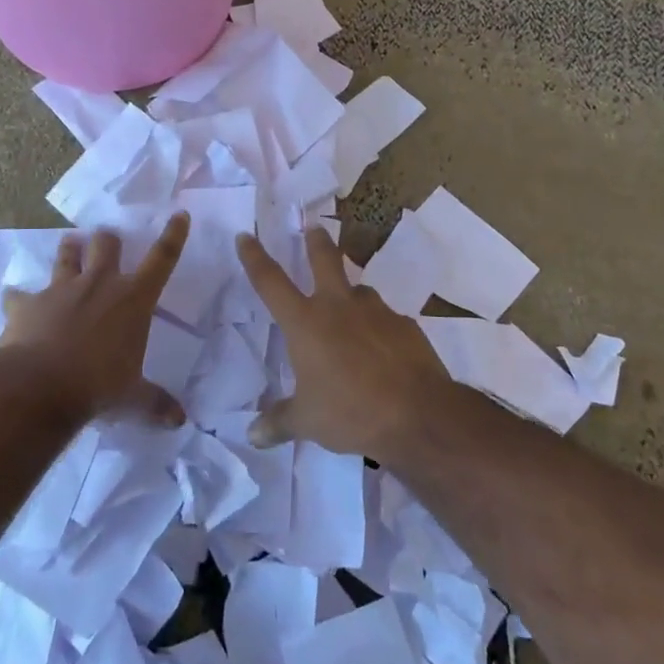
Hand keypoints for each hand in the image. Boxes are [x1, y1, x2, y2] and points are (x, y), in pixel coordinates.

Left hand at [0, 214, 190, 426]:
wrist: (38, 387)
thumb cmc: (97, 386)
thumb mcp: (132, 397)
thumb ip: (155, 403)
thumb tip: (179, 421)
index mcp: (133, 299)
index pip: (162, 259)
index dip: (173, 236)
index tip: (179, 215)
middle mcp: (99, 284)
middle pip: (107, 245)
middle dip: (109, 240)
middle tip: (108, 240)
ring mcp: (61, 290)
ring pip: (66, 256)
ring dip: (69, 251)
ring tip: (70, 245)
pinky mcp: (27, 304)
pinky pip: (20, 295)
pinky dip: (19, 298)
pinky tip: (14, 301)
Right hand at [235, 227, 455, 460]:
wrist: (417, 414)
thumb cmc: (350, 412)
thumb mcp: (307, 421)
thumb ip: (279, 422)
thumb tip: (253, 436)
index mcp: (305, 323)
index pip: (270, 282)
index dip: (255, 257)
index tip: (245, 236)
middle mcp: (338, 307)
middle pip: (324, 261)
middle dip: (316, 242)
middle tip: (313, 228)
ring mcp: (376, 312)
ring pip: (359, 291)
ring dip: (352, 296)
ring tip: (351, 314)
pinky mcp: (405, 326)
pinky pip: (386, 320)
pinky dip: (379, 329)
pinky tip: (383, 351)